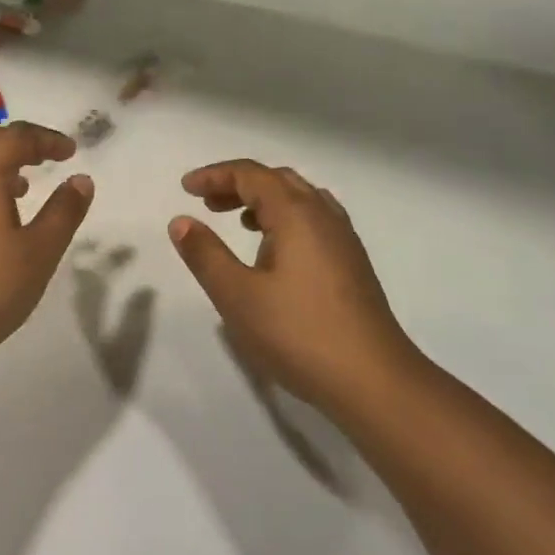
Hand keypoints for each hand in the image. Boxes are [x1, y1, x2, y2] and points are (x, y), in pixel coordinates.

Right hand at [168, 160, 415, 415]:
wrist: (374, 380)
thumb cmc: (299, 334)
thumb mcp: (237, 296)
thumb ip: (206, 255)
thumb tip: (181, 221)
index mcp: (296, 214)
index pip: (251, 175)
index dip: (215, 175)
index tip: (186, 188)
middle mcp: (323, 215)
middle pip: (277, 180)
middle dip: (238, 184)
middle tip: (207, 204)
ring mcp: (343, 239)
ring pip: (300, 199)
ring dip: (265, 200)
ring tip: (238, 222)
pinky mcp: (352, 263)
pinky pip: (314, 220)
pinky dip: (286, 219)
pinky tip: (276, 251)